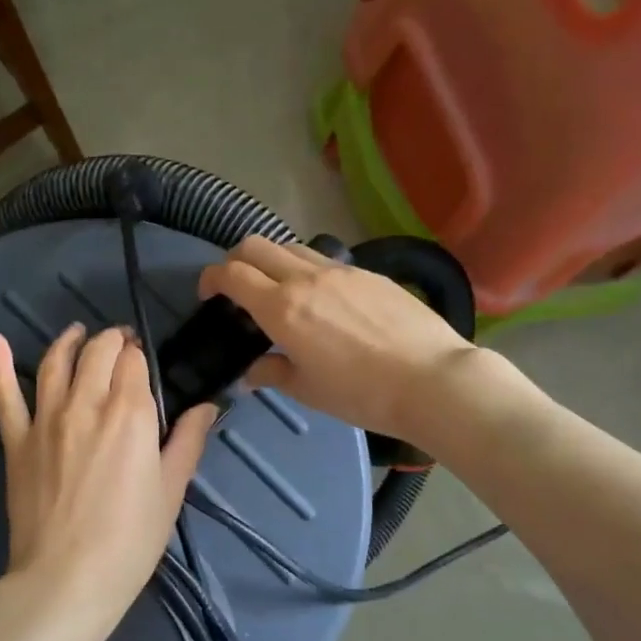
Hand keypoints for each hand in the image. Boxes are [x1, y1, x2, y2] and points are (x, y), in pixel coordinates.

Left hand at [0, 325, 216, 640]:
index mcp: (130, 412)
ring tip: (78, 333)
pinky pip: (4, 394)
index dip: (140, 355)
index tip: (144, 362)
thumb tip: (209, 405)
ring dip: (69, 341)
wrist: (67, 577)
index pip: (133, 361)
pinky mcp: (16, 439)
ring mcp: (45, 418)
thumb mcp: (171, 490)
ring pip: (55, 362)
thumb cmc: (130, 539)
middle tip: (120, 346)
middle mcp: (86, 402)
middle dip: (112, 341)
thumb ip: (188, 440)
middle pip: (97, 352)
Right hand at [198, 236, 487, 447]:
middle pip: (256, 246)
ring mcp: (340, 271)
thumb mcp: (308, 390)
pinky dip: (307, 269)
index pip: (232, 274)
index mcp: (282, 308)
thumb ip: (272, 372)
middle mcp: (306, 278)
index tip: (208, 294)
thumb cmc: (362, 394)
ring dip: (272, 261)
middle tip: (237, 287)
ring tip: (279, 291)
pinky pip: (325, 260)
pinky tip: (323, 300)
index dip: (211, 278)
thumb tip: (252, 371)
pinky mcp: (368, 274)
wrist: (432, 380)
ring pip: (291, 247)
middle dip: (235, 260)